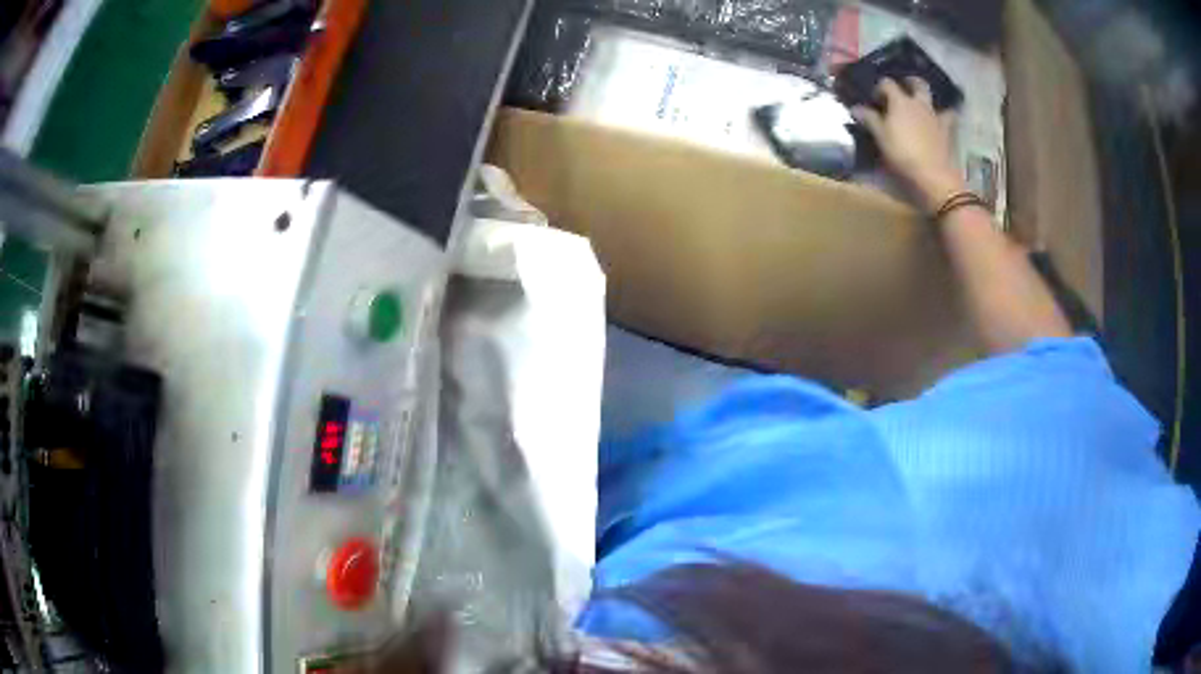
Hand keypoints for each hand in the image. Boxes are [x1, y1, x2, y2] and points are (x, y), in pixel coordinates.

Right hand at [851, 77, 964, 211]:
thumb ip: (869, 119)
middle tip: (905, 86)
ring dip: (928, 98)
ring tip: (923, 104)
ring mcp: (935, 116)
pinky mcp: (947, 131)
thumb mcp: (881, 137)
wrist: (933, 175)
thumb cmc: (903, 154)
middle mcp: (919, 104)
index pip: (887, 83)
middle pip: (917, 83)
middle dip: (910, 82)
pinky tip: (941, 119)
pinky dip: (945, 115)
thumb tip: (856, 107)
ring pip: (934, 99)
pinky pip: (949, 117)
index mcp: (900, 102)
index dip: (880, 87)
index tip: (875, 97)